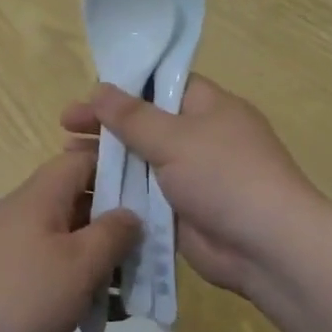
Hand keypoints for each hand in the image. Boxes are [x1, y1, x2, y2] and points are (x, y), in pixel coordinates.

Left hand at [0, 148, 140, 331]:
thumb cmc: (24, 297)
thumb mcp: (81, 263)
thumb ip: (113, 233)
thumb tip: (130, 213)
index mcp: (39, 196)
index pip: (81, 159)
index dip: (117, 167)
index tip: (151, 190)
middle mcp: (22, 211)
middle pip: (76, 200)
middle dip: (114, 223)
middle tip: (148, 249)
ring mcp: (9, 245)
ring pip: (66, 238)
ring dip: (98, 258)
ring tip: (128, 289)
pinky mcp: (4, 277)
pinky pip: (48, 267)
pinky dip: (74, 281)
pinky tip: (96, 312)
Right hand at [60, 77, 322, 299]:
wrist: (266, 247)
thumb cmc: (225, 176)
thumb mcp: (175, 138)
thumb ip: (132, 116)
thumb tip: (97, 88)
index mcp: (209, 107)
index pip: (162, 84)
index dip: (125, 86)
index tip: (89, 94)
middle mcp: (200, 137)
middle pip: (145, 124)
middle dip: (107, 125)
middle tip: (65, 126)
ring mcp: (191, 177)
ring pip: (141, 161)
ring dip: (108, 160)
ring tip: (67, 158)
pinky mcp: (182, 212)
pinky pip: (145, 196)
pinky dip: (119, 193)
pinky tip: (85, 192)